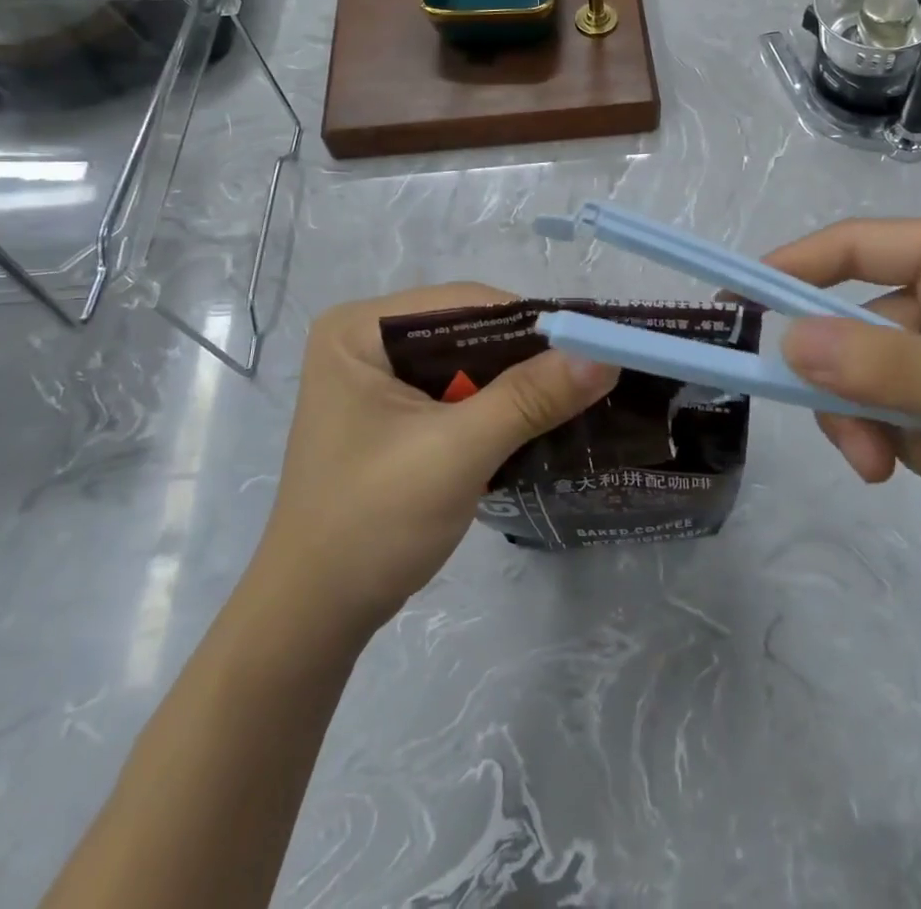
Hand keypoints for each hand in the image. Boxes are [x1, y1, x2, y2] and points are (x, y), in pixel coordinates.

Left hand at [251, 284, 617, 634]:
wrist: (314, 617)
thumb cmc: (372, 522)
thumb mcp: (456, 452)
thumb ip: (529, 397)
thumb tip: (606, 353)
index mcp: (359, 329)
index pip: (463, 303)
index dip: (530, 322)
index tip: (592, 347)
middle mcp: (365, 340)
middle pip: (467, 330)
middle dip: (525, 357)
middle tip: (590, 375)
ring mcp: (377, 378)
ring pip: (468, 362)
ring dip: (516, 384)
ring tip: (574, 398)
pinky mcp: (392, 413)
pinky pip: (457, 392)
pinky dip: (496, 406)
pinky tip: (536, 422)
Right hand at [766, 219, 920, 564]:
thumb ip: (892, 370)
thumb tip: (788, 344)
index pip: (854, 246)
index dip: (789, 269)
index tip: (736, 304)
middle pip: (858, 334)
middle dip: (863, 400)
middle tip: (868, 459)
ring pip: (880, 390)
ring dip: (912, 438)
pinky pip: (912, 425)